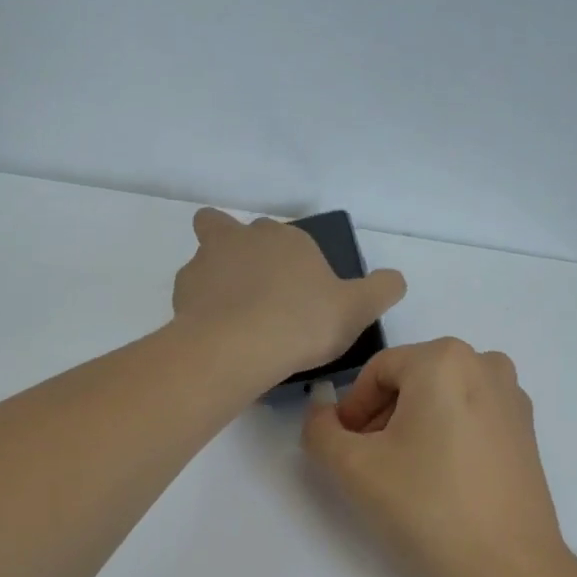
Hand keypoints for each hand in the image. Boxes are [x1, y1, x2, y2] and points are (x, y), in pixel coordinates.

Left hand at [172, 209, 405, 387]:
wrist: (240, 347)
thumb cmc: (304, 321)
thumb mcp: (359, 308)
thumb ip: (382, 289)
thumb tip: (394, 279)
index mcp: (286, 237)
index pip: (288, 237)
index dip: (293, 261)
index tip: (302, 294)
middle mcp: (243, 238)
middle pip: (230, 228)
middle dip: (239, 249)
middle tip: (257, 291)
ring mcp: (206, 261)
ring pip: (206, 257)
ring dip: (216, 278)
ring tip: (234, 319)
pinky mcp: (181, 291)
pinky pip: (191, 293)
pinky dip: (201, 307)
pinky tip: (217, 335)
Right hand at [301, 338, 576, 576]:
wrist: (510, 571)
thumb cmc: (428, 509)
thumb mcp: (354, 468)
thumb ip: (321, 431)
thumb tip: (321, 411)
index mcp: (445, 359)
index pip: (376, 372)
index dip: (352, 411)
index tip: (345, 452)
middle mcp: (485, 363)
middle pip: (411, 381)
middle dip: (382, 418)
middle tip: (369, 466)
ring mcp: (513, 397)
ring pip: (441, 399)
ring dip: (413, 428)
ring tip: (403, 476)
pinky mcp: (527, 430)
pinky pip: (471, 417)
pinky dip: (446, 437)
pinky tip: (439, 481)